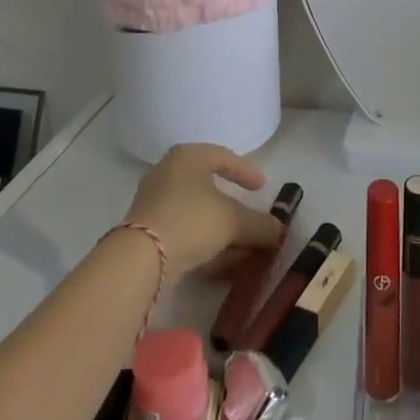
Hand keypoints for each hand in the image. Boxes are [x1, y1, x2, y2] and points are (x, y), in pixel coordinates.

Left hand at [124, 144, 284, 279]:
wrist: (140, 260)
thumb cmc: (191, 221)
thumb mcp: (234, 221)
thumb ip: (260, 224)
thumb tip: (279, 232)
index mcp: (188, 157)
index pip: (223, 157)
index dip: (246, 171)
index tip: (262, 187)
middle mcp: (167, 173)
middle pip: (208, 187)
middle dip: (233, 208)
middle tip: (250, 219)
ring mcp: (153, 202)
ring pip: (196, 212)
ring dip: (219, 230)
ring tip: (240, 249)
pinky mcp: (145, 231)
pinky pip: (182, 231)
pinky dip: (203, 243)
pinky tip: (218, 262)